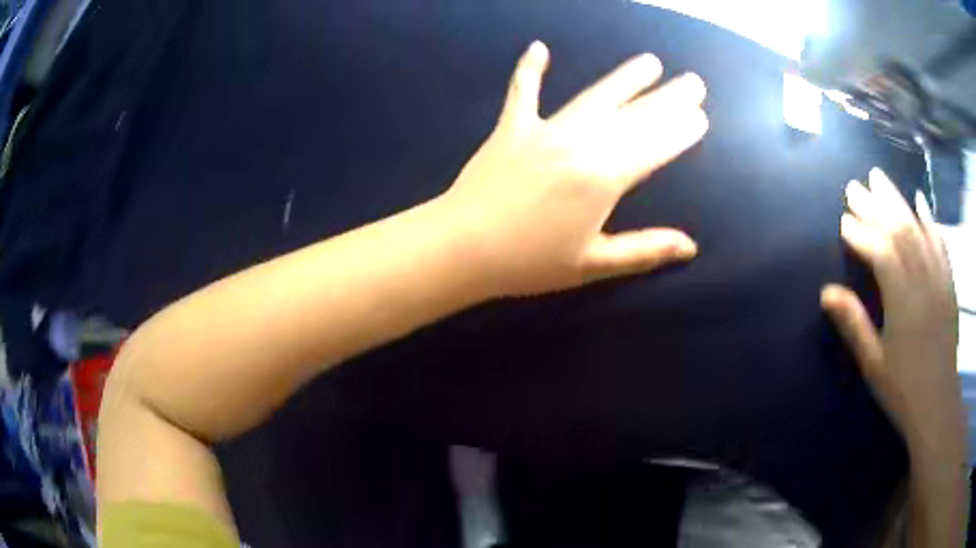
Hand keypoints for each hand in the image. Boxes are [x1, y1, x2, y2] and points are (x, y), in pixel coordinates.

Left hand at [437, 41, 708, 296]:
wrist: (462, 248)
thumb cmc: (529, 262)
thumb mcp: (593, 264)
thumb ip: (645, 250)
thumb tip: (691, 247)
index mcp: (604, 178)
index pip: (655, 146)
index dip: (680, 130)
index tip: (701, 115)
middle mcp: (580, 144)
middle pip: (634, 116)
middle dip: (668, 98)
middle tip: (694, 82)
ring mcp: (544, 130)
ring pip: (594, 96)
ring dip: (625, 78)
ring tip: (650, 61)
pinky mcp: (511, 128)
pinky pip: (523, 92)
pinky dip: (529, 70)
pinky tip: (538, 47)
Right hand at [821, 168, 962, 454]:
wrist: (938, 404)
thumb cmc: (903, 390)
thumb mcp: (873, 364)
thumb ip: (853, 324)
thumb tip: (826, 291)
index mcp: (903, 301)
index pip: (880, 252)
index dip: (860, 233)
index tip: (842, 220)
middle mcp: (923, 279)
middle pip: (899, 230)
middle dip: (875, 205)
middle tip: (854, 185)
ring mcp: (939, 277)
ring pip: (918, 228)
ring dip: (897, 200)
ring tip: (879, 178)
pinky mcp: (949, 282)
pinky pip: (940, 242)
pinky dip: (930, 218)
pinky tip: (921, 200)